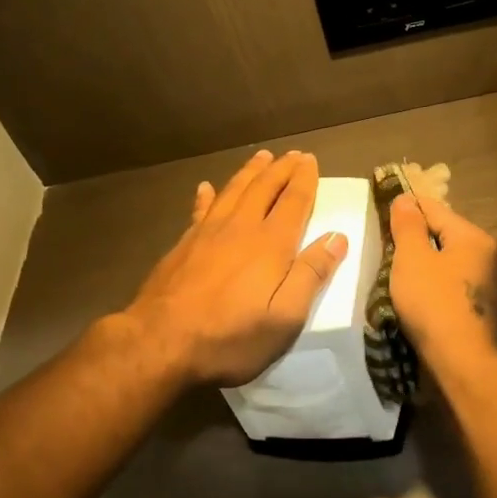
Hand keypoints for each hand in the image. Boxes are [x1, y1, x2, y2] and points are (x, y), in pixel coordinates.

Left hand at [122, 149, 348, 386]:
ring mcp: (207, 233)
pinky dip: (207, 195)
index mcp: (270, 244)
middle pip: (263, 188)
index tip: (311, 160)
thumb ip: (311, 275)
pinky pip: (200, 209)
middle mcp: (240, 228)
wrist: (159, 343)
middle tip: (292, 154)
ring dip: (250, 172)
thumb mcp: (285, 318)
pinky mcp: (183, 245)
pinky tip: (205, 187)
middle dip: (280, 169)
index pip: (293, 201)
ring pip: (232, 191)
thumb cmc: (230, 337)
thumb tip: (337, 237)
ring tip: (261, 157)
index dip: (304, 179)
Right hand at [388, 193, 496, 369]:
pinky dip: (427, 280)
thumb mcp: (412, 259)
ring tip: (390, 267)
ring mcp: (482, 282)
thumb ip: (407, 226)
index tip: (378, 210)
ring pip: (442, 258)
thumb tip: (405, 199)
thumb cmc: (434, 303)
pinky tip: (409, 290)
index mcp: (473, 237)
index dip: (405, 207)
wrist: (459, 360)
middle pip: (440, 233)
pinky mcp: (473, 305)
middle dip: (411, 236)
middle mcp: (484, 254)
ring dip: (418, 261)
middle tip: (381, 243)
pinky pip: (445, 280)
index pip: (434, 208)